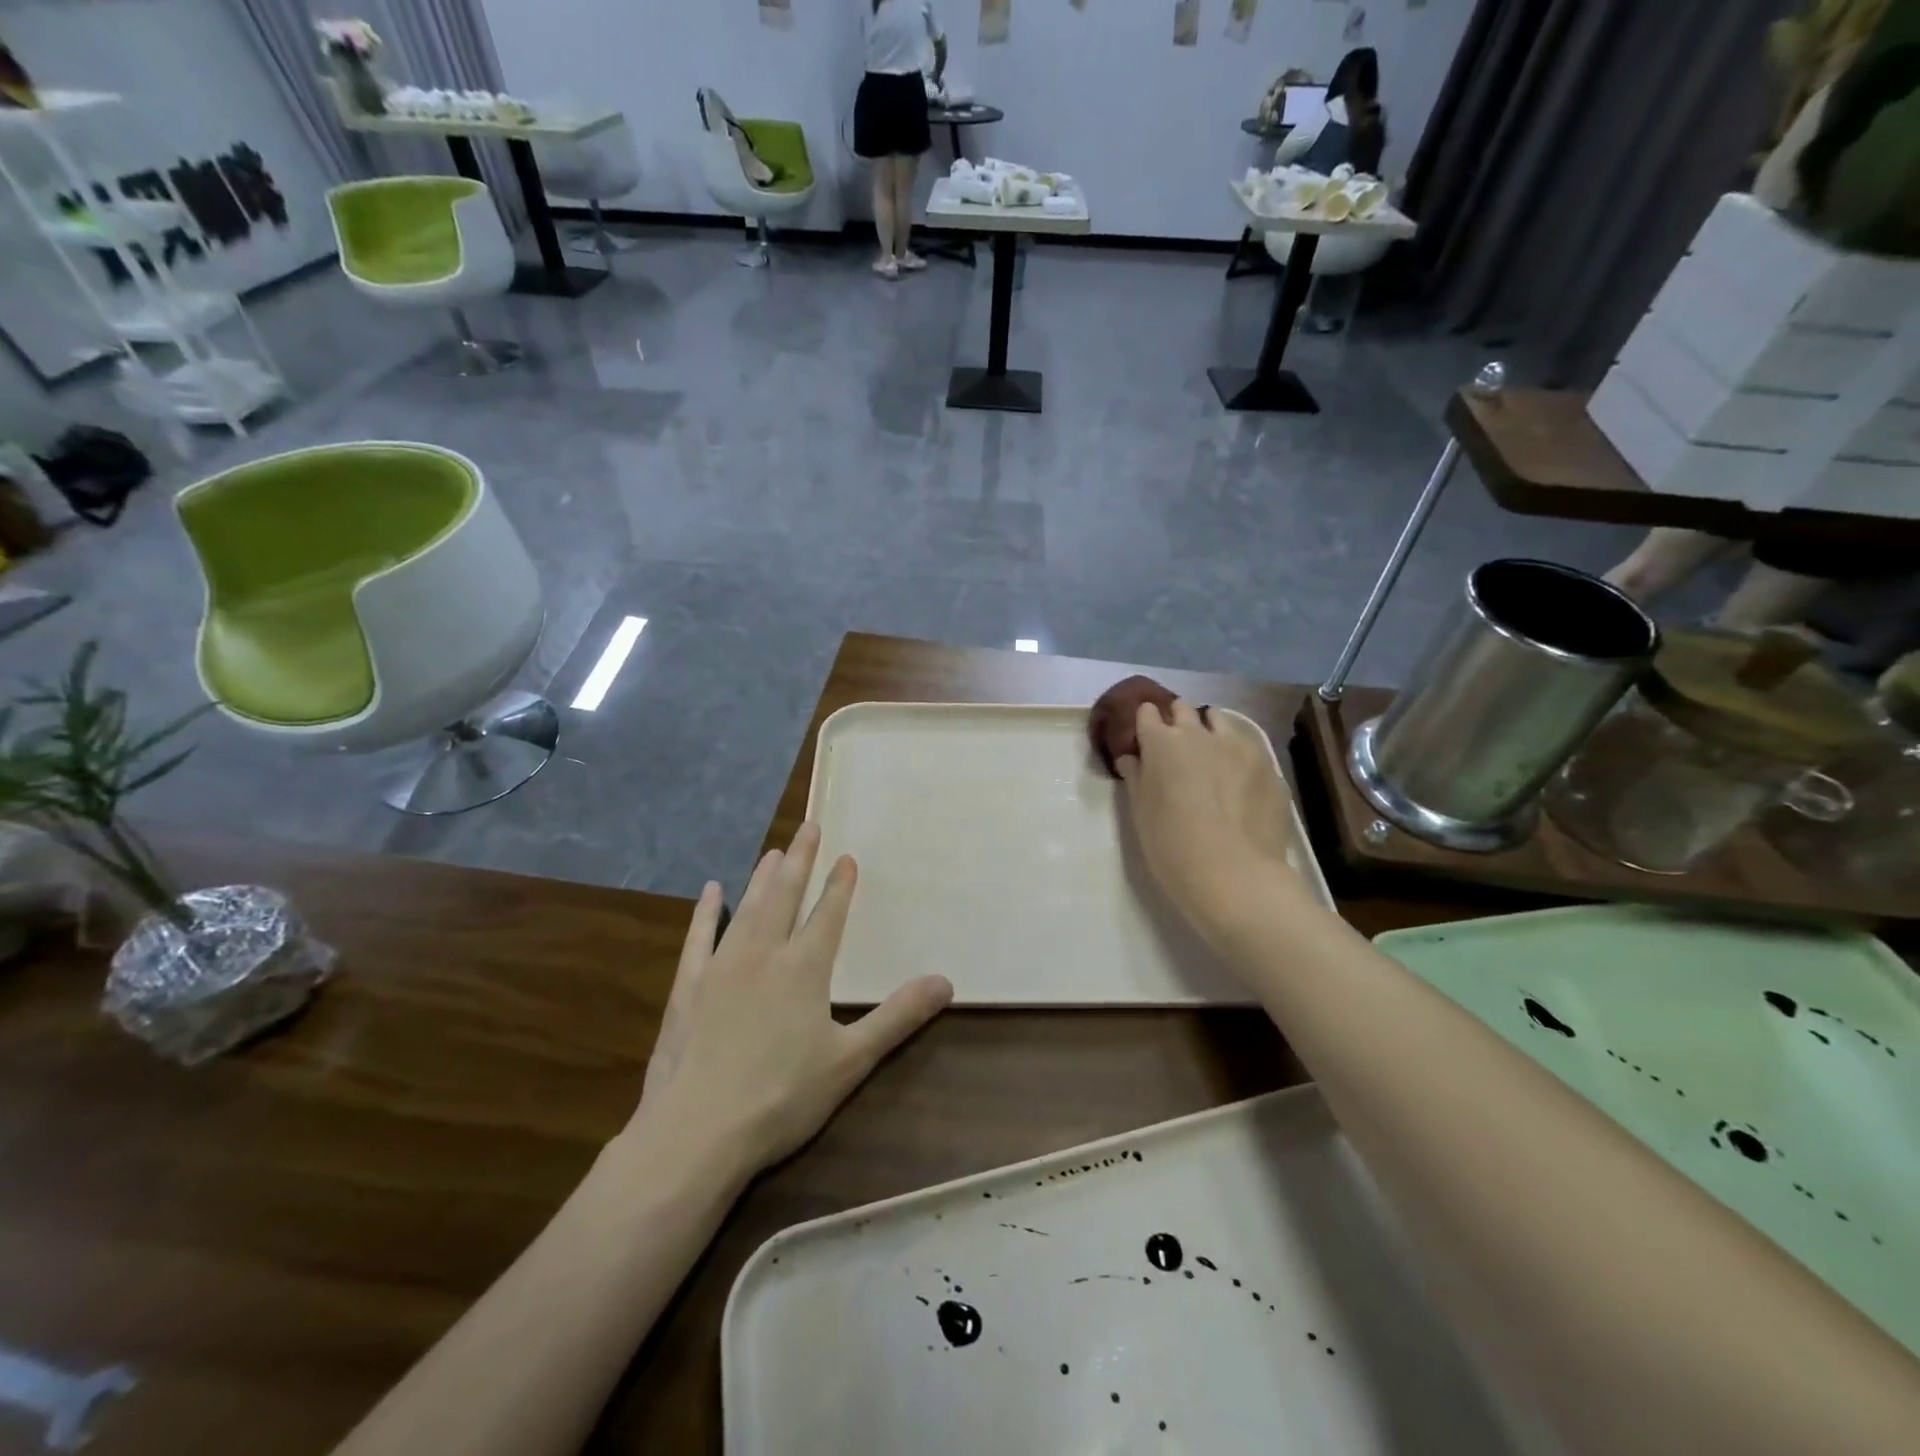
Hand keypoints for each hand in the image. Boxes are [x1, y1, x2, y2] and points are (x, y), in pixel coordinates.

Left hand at [636, 823, 952, 1173]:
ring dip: (761, 877)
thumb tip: (946, 981)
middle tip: (807, 827)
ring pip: (747, 909)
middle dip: (799, 861)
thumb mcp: (851, 1060)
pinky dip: (707, 912)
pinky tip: (710, 892)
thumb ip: (898, 1017)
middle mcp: (764, 954)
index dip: (838, 885)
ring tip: (773, 851)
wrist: (697, 1132)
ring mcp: (721, 967)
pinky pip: (699, 938)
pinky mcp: (687, 987)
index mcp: (804, 968)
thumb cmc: (782, 1097)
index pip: (827, 915)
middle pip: (785, 896)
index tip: (846, 856)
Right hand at [1116, 700, 1301, 941]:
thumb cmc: (1171, 845)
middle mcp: (1199, 734)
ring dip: (1209, 730)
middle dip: (1176, 721)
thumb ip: (1136, 777)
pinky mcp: (1267, 765)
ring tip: (1209, 755)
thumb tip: (1131, 758)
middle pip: (1183, 709)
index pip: (1147, 712)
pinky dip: (1238, 754)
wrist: (1233, 875)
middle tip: (1174, 746)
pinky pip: (1248, 747)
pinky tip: (1238, 781)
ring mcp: (1238, 746)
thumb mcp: (1140, 813)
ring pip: (1219, 720)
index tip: (1143, 737)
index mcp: (1161, 743)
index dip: (1144, 722)